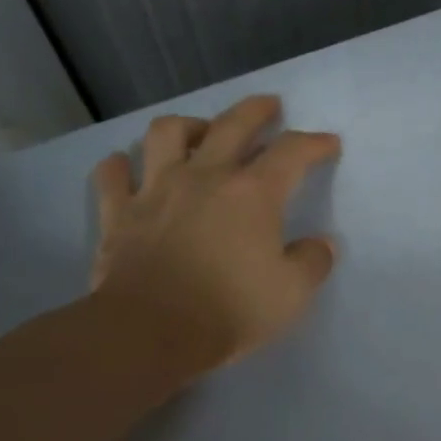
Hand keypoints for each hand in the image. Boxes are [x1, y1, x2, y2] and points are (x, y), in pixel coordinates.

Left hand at [89, 96, 339, 387]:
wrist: (148, 333)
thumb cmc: (229, 310)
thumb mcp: (292, 293)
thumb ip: (312, 262)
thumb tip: (320, 245)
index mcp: (252, 193)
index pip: (292, 152)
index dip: (314, 143)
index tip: (328, 144)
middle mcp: (205, 177)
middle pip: (232, 124)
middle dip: (256, 110)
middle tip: (269, 106)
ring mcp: (156, 190)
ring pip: (167, 134)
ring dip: (188, 126)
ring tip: (199, 133)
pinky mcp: (119, 214)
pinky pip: (113, 175)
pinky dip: (121, 166)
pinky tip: (127, 166)